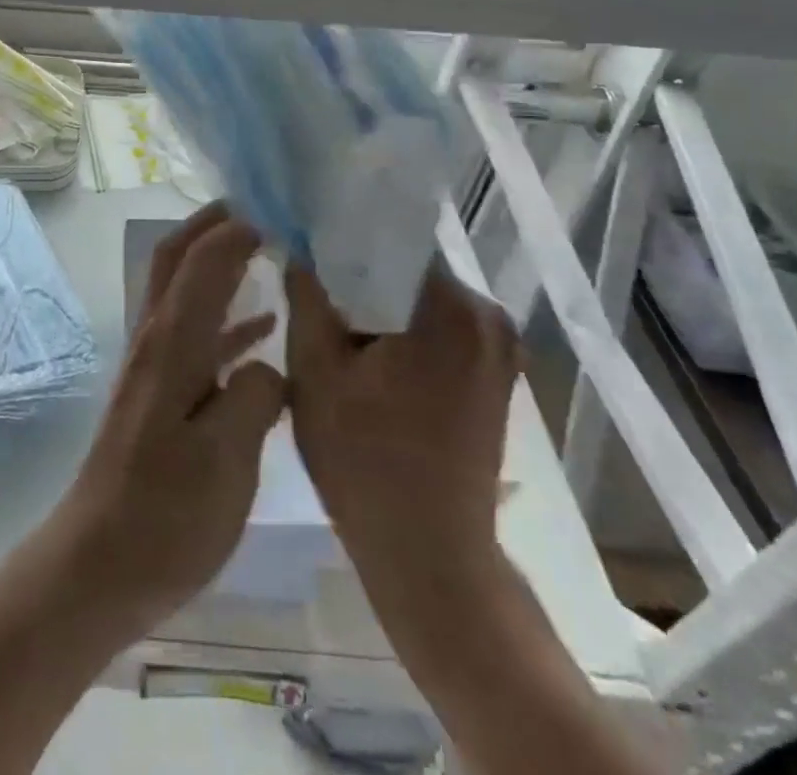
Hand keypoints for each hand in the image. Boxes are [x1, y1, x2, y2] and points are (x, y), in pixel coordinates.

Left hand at [48, 202, 284, 634]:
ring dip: (219, 261)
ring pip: (186, 290)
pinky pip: (198, 333)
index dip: (239, 227)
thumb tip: (268, 363)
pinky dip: (227, 316)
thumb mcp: (226, 461)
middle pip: (179, 258)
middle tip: (263, 208)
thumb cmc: (164, 515)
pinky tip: (263, 330)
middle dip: (214, 224)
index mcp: (173, 343)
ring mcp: (155, 364)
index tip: (282, 209)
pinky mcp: (159, 392)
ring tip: (269, 250)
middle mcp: (158, 338)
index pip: (203, 259)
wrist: (98, 564)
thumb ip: (255, 398)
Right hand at [285, 261, 520, 595]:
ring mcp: (498, 349)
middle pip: (405, 270)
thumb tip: (298, 245)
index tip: (303, 242)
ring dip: (379, 307)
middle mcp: (487, 317)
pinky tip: (368, 354)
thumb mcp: (314, 372)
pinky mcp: (495, 377)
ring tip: (333, 319)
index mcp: (449, 307)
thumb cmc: (364, 461)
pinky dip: (402, 332)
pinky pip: (438, 330)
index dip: (341, 239)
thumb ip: (306, 297)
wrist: (431, 557)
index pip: (388, 240)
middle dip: (358, 275)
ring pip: (419, 300)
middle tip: (311, 285)